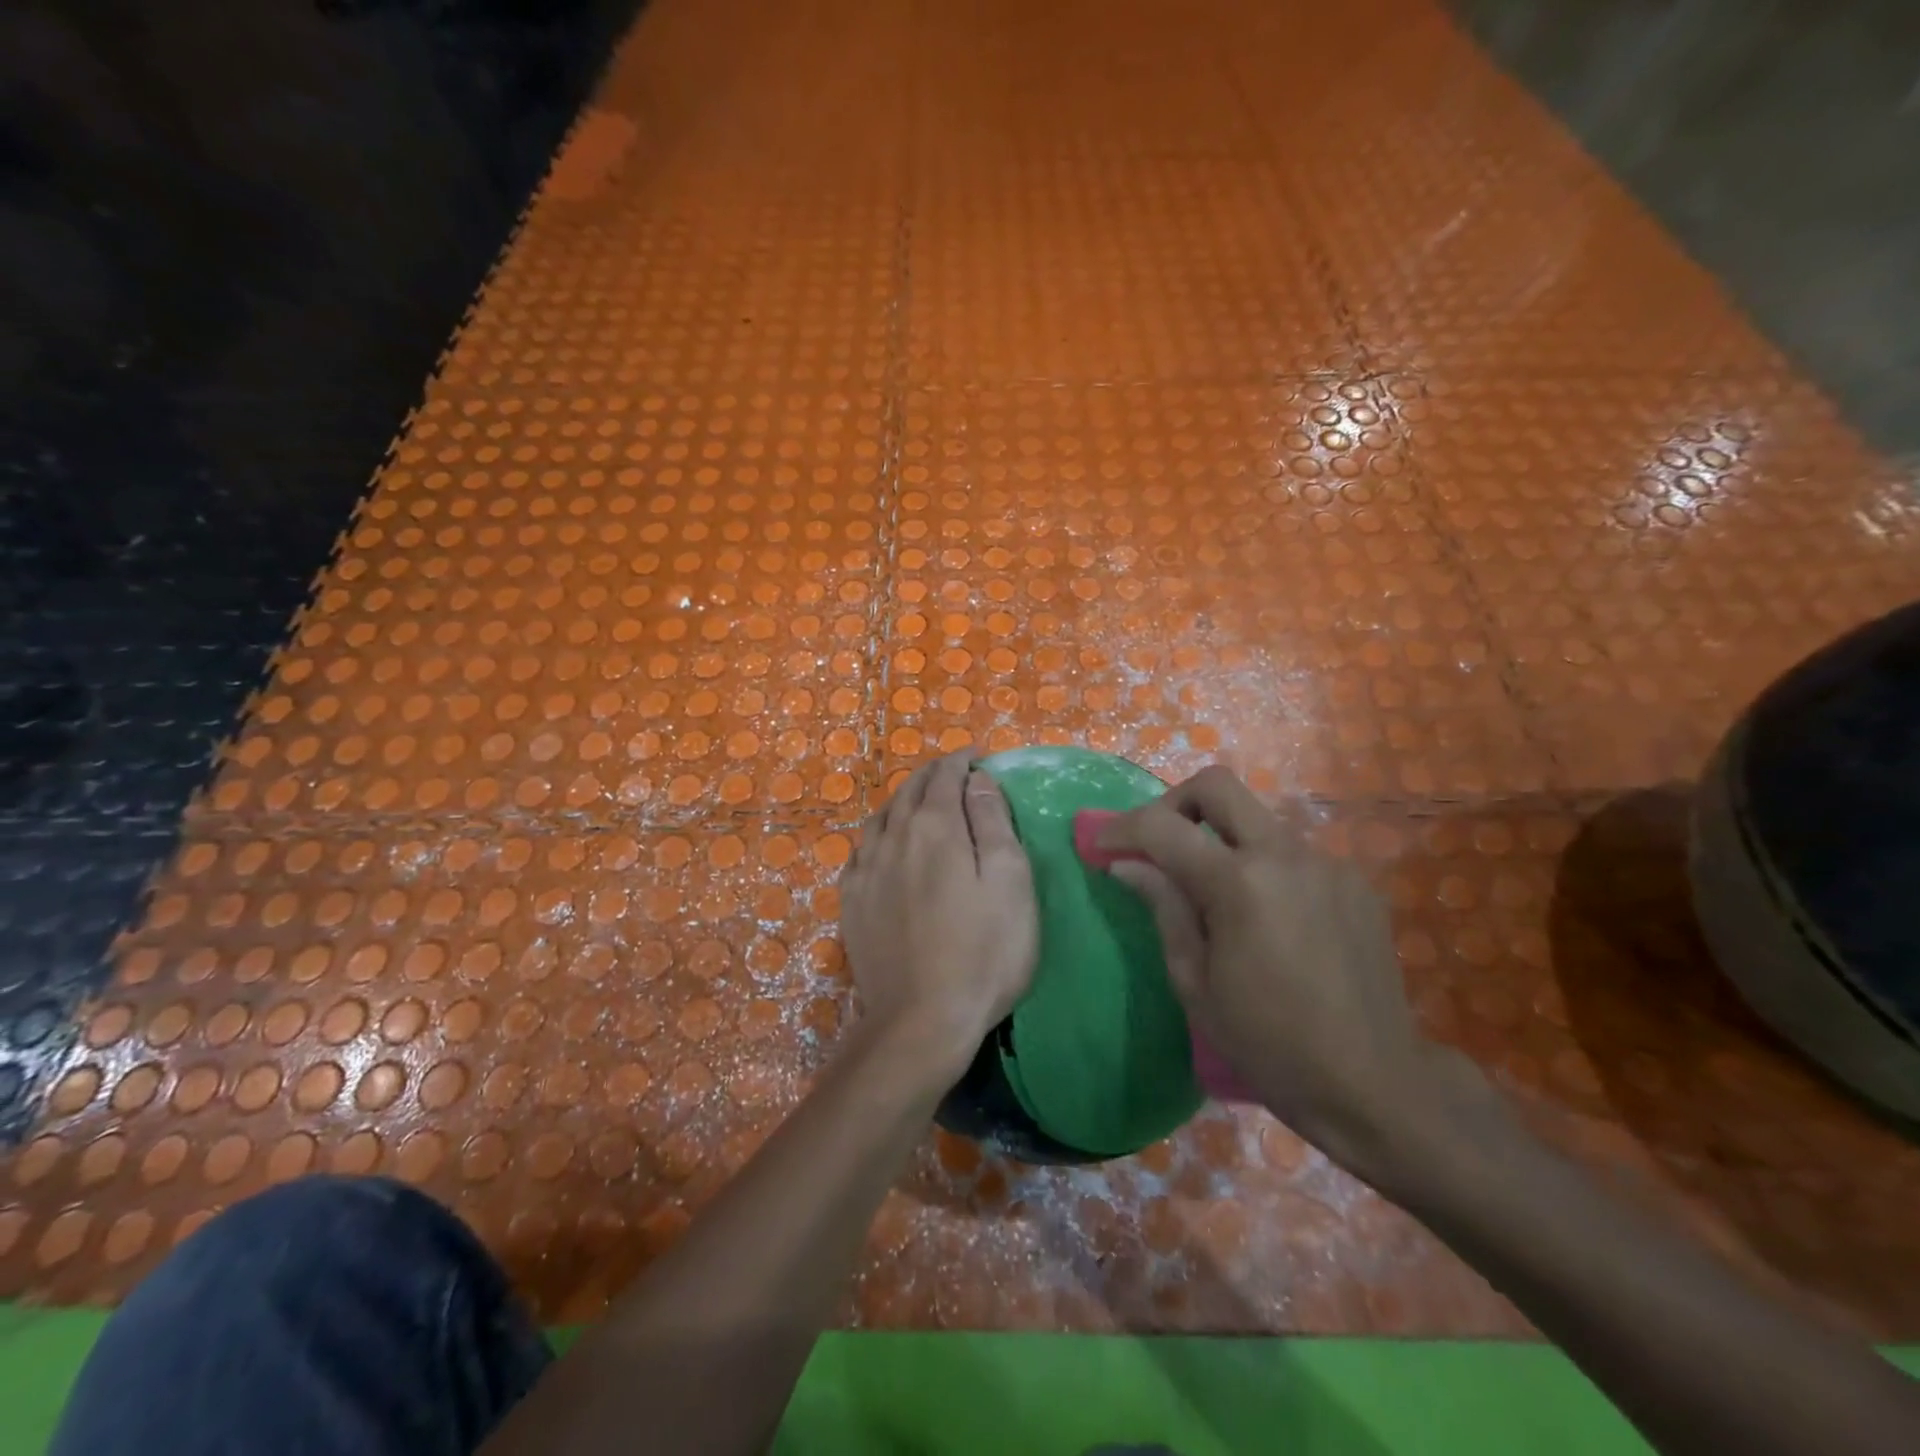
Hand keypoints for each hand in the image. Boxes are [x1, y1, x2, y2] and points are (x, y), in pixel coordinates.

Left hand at [841, 751, 1039, 1077]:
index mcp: (934, 827)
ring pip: (881, 816)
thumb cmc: (983, 950)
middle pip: (910, 790)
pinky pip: (861, 849)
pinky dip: (879, 833)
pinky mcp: (851, 901)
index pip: (945, 776)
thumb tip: (977, 779)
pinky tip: (884, 844)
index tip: (976, 755)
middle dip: (933, 774)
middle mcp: (892, 837)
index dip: (961, 760)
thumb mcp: (1009, 881)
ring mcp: (865, 870)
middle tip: (953, 771)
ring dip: (903, 799)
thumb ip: (992, 822)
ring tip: (920, 800)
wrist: (921, 1019)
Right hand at [1096, 766, 1483, 1186]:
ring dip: (1221, 838)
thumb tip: (1126, 864)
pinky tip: (1265, 917)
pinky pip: (1291, 852)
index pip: (1163, 827)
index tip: (1100, 844)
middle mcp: (1285, 855)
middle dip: (1173, 803)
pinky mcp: (1353, 881)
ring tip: (1213, 893)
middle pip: (1217, 786)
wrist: (1374, 1084)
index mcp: (1239, 884)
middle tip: (1157, 844)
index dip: (1121, 827)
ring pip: (1256, 819)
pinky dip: (1261, 866)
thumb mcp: (1195, 983)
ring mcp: (1326, 863)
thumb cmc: (1268, 1043)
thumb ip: (1163, 908)